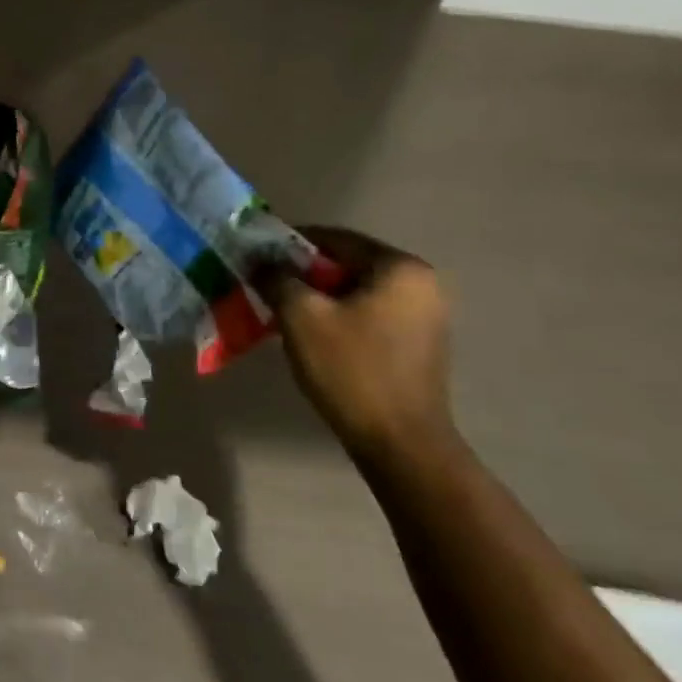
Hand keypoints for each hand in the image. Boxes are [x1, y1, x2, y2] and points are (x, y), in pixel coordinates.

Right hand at [261, 227, 455, 468]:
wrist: (400, 443)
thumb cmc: (351, 369)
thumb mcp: (300, 316)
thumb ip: (277, 277)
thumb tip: (260, 260)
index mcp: (400, 268)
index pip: (334, 238)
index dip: (289, 244)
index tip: (257, 256)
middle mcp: (421, 283)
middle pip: (347, 264)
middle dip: (303, 273)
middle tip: (266, 284)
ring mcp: (424, 315)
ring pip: (356, 291)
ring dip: (318, 296)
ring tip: (282, 310)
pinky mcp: (418, 343)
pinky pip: (369, 313)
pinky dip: (339, 316)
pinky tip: (312, 334)